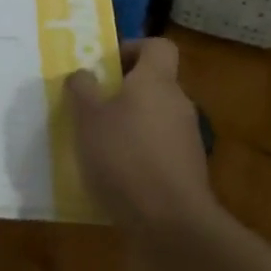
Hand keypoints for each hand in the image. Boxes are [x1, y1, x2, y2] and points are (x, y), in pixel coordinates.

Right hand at [68, 37, 217, 239]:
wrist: (172, 224)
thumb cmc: (124, 157)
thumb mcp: (88, 118)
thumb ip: (82, 89)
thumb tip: (84, 74)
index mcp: (156, 81)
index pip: (157, 46)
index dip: (132, 48)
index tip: (106, 65)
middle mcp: (178, 103)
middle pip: (154, 83)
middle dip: (123, 91)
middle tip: (91, 106)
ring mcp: (187, 139)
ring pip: (156, 118)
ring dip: (130, 125)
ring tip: (98, 145)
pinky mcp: (188, 172)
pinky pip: (160, 149)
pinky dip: (140, 155)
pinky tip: (116, 176)